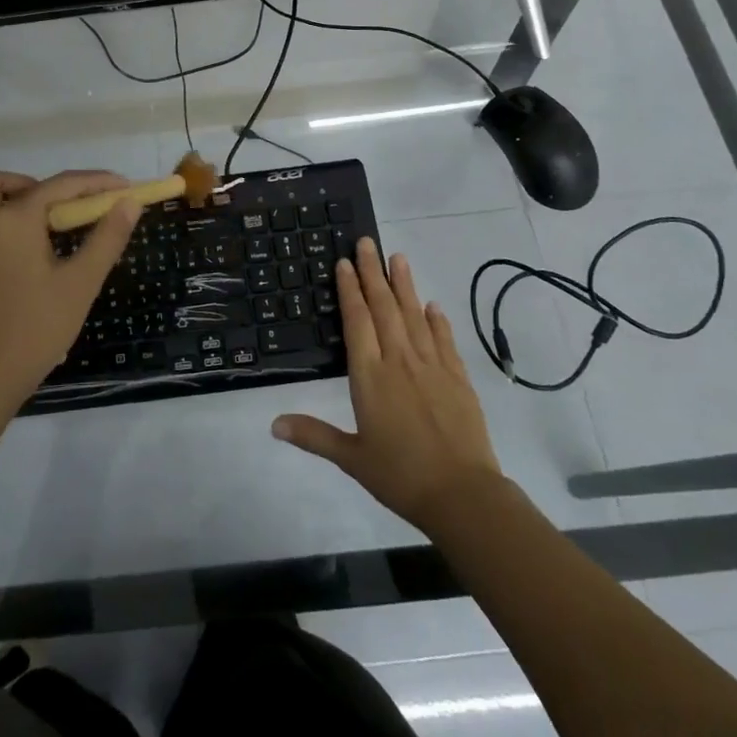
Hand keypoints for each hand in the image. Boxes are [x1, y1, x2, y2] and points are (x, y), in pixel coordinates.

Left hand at [0, 168, 140, 411]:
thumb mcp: (81, 282)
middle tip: (71, 213)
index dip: (96, 182)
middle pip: (11, 182)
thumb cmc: (37, 328)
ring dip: (12, 198)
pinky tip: (11, 247)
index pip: (61, 185)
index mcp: (14, 220)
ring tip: (41, 227)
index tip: (123, 187)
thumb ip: (107, 237)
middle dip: (45, 187)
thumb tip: (129, 202)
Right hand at [272, 237, 502, 533]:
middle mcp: (399, 361)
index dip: (349, 290)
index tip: (344, 263)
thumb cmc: (400, 475)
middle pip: (384, 308)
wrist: (462, 495)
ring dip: (405, 285)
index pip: (357, 321)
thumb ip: (314, 435)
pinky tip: (432, 305)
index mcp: (370, 376)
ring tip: (398, 257)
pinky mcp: (457, 377)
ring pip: (414, 316)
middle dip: (373, 273)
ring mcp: (432, 366)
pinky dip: (437, 320)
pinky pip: (444, 340)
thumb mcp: (351, 458)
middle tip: (367, 242)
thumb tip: (273, 424)